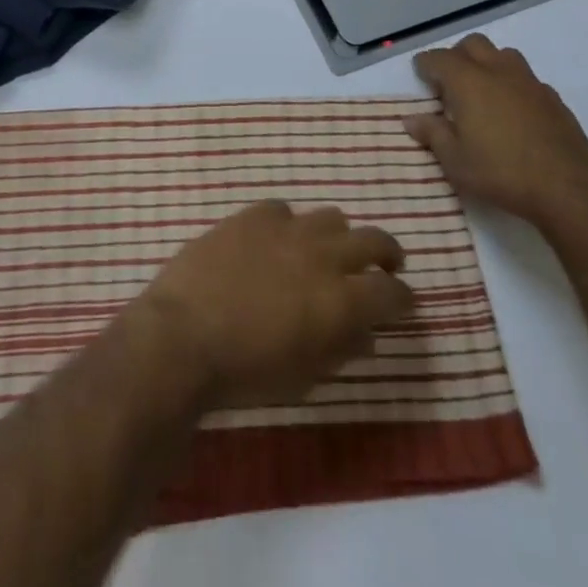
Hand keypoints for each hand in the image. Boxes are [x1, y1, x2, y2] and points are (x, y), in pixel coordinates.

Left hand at [134, 202, 414, 408]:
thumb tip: (366, 334)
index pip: (392, 292)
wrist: (184, 335)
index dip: (403, 298)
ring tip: (327, 251)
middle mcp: (323, 255)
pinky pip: (283, 210)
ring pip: (330, 217)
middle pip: (373, 240)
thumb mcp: (304, 376)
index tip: (402, 302)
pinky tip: (276, 241)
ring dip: (338, 236)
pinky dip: (288, 226)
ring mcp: (287, 229)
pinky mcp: (253, 215)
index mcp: (342, 301)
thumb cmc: (246, 372)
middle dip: (385, 254)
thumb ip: (341, 349)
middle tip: (383, 266)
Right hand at [406, 34, 587, 234]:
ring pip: (503, 55)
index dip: (425, 64)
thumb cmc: (501, 173)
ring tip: (482, 92)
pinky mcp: (553, 98)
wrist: (568, 189)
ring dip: (487, 64)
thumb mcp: (455, 161)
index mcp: (468, 81)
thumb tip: (412, 119)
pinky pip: (526, 78)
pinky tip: (512, 111)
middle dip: (457, 56)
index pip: (438, 58)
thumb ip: (432, 134)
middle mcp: (498, 71)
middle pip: (473, 44)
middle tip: (449, 83)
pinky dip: (512, 85)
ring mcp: (529, 82)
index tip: (420, 74)